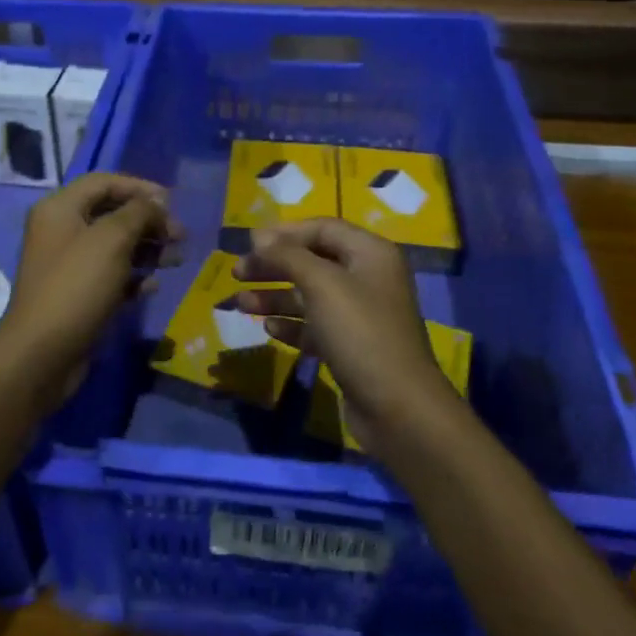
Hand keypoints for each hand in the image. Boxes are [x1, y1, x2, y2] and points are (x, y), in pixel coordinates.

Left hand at [0, 173, 180, 393]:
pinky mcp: (78, 295)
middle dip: (148, 222)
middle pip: (112, 214)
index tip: (172, 202)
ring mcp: (69, 265)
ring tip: (176, 260)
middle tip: (179, 237)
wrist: (43, 352)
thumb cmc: (77, 285)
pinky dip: (134, 277)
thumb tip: (156, 203)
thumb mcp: (112, 239)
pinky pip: (111, 276)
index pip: (104, 182)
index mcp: (60, 209)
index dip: (139, 187)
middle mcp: (62, 231)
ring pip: (115, 246)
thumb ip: (139, 213)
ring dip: (147, 249)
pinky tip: (153, 287)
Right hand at [233, 219, 464, 451]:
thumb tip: (259, 237)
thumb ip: (288, 256)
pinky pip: (315, 326)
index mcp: (370, 254)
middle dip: (273, 266)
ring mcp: (360, 315)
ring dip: (275, 297)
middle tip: (237, 273)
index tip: (249, 244)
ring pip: (310, 296)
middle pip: (312, 261)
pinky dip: (292, 324)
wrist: (398, 407)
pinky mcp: (351, 347)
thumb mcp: (322, 285)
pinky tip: (269, 329)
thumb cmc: (360, 333)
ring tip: (241, 304)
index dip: (284, 233)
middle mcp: (367, 278)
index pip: (322, 228)